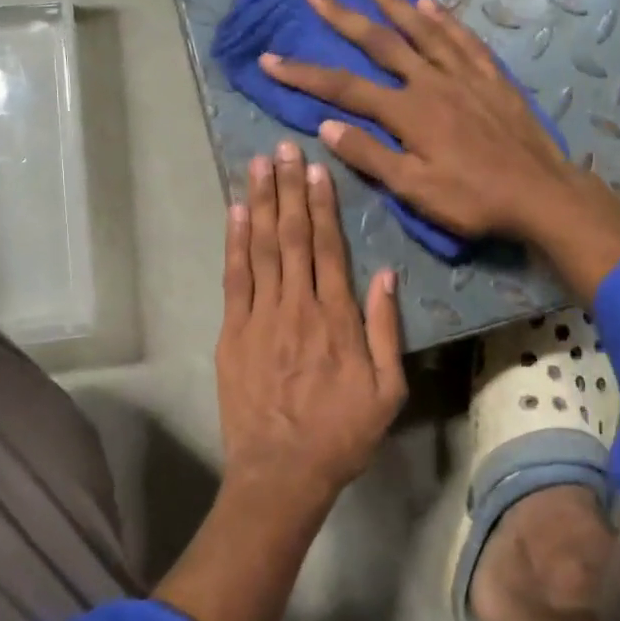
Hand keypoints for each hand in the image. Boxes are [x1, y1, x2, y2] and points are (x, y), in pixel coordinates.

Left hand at [216, 141, 406, 502]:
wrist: (282, 472)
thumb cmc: (342, 434)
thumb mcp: (387, 390)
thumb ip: (386, 330)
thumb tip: (387, 275)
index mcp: (336, 318)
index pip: (328, 248)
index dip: (322, 205)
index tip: (316, 169)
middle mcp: (297, 306)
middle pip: (292, 237)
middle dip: (288, 189)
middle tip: (282, 148)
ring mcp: (260, 317)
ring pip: (261, 249)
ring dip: (260, 203)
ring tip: (258, 165)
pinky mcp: (232, 333)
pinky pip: (234, 279)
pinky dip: (234, 243)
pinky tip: (235, 213)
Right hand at [260, 0, 581, 241]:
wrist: (541, 194)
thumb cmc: (474, 200)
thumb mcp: (415, 190)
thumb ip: (371, 156)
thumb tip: (326, 127)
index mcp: (408, 112)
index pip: (343, 88)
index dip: (303, 73)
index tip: (269, 58)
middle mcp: (431, 82)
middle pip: (379, 42)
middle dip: (343, 17)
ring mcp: (464, 75)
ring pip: (422, 29)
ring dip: (393, 2)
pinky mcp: (491, 77)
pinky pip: (462, 39)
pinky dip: (443, 19)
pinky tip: (431, 5)